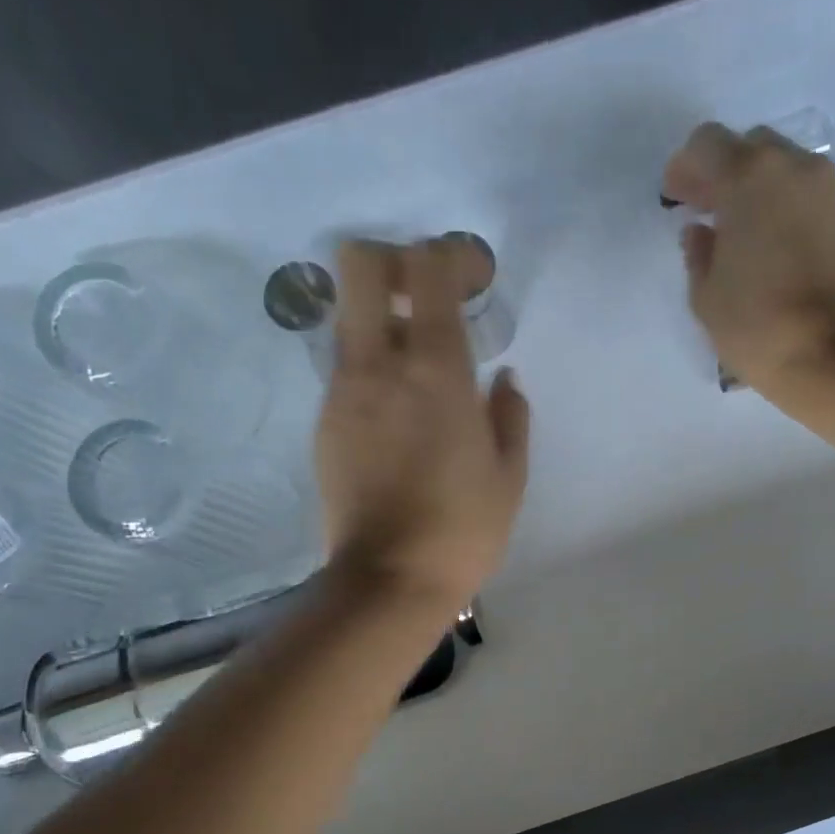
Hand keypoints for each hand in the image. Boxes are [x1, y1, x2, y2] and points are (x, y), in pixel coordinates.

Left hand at [316, 238, 529, 607]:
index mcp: (437, 371)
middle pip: (360, 264)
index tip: (475, 279)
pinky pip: (346, 366)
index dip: (451, 254)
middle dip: (395, 260)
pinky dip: (372, 364)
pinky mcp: (325, 421)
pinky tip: (399, 410)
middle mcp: (379, 365)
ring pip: (349, 315)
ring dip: (383, 317)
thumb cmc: (463, 529)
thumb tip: (502, 379)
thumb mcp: (509, 475)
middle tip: (428, 296)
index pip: (427, 268)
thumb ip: (509, 415)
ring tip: (419, 362)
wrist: (389, 580)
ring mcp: (342, 391)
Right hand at [663, 122, 834, 394]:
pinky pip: (799, 191)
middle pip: (747, 147)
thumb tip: (701, 232)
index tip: (675, 198)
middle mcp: (791, 167)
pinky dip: (776, 203)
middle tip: (703, 210)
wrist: (830, 355)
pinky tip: (761, 241)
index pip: (707, 144)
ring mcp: (823, 188)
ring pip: (778, 167)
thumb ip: (698, 254)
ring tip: (732, 229)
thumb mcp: (706, 295)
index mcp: (749, 176)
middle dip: (721, 171)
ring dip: (751, 187)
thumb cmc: (756, 325)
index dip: (684, 168)